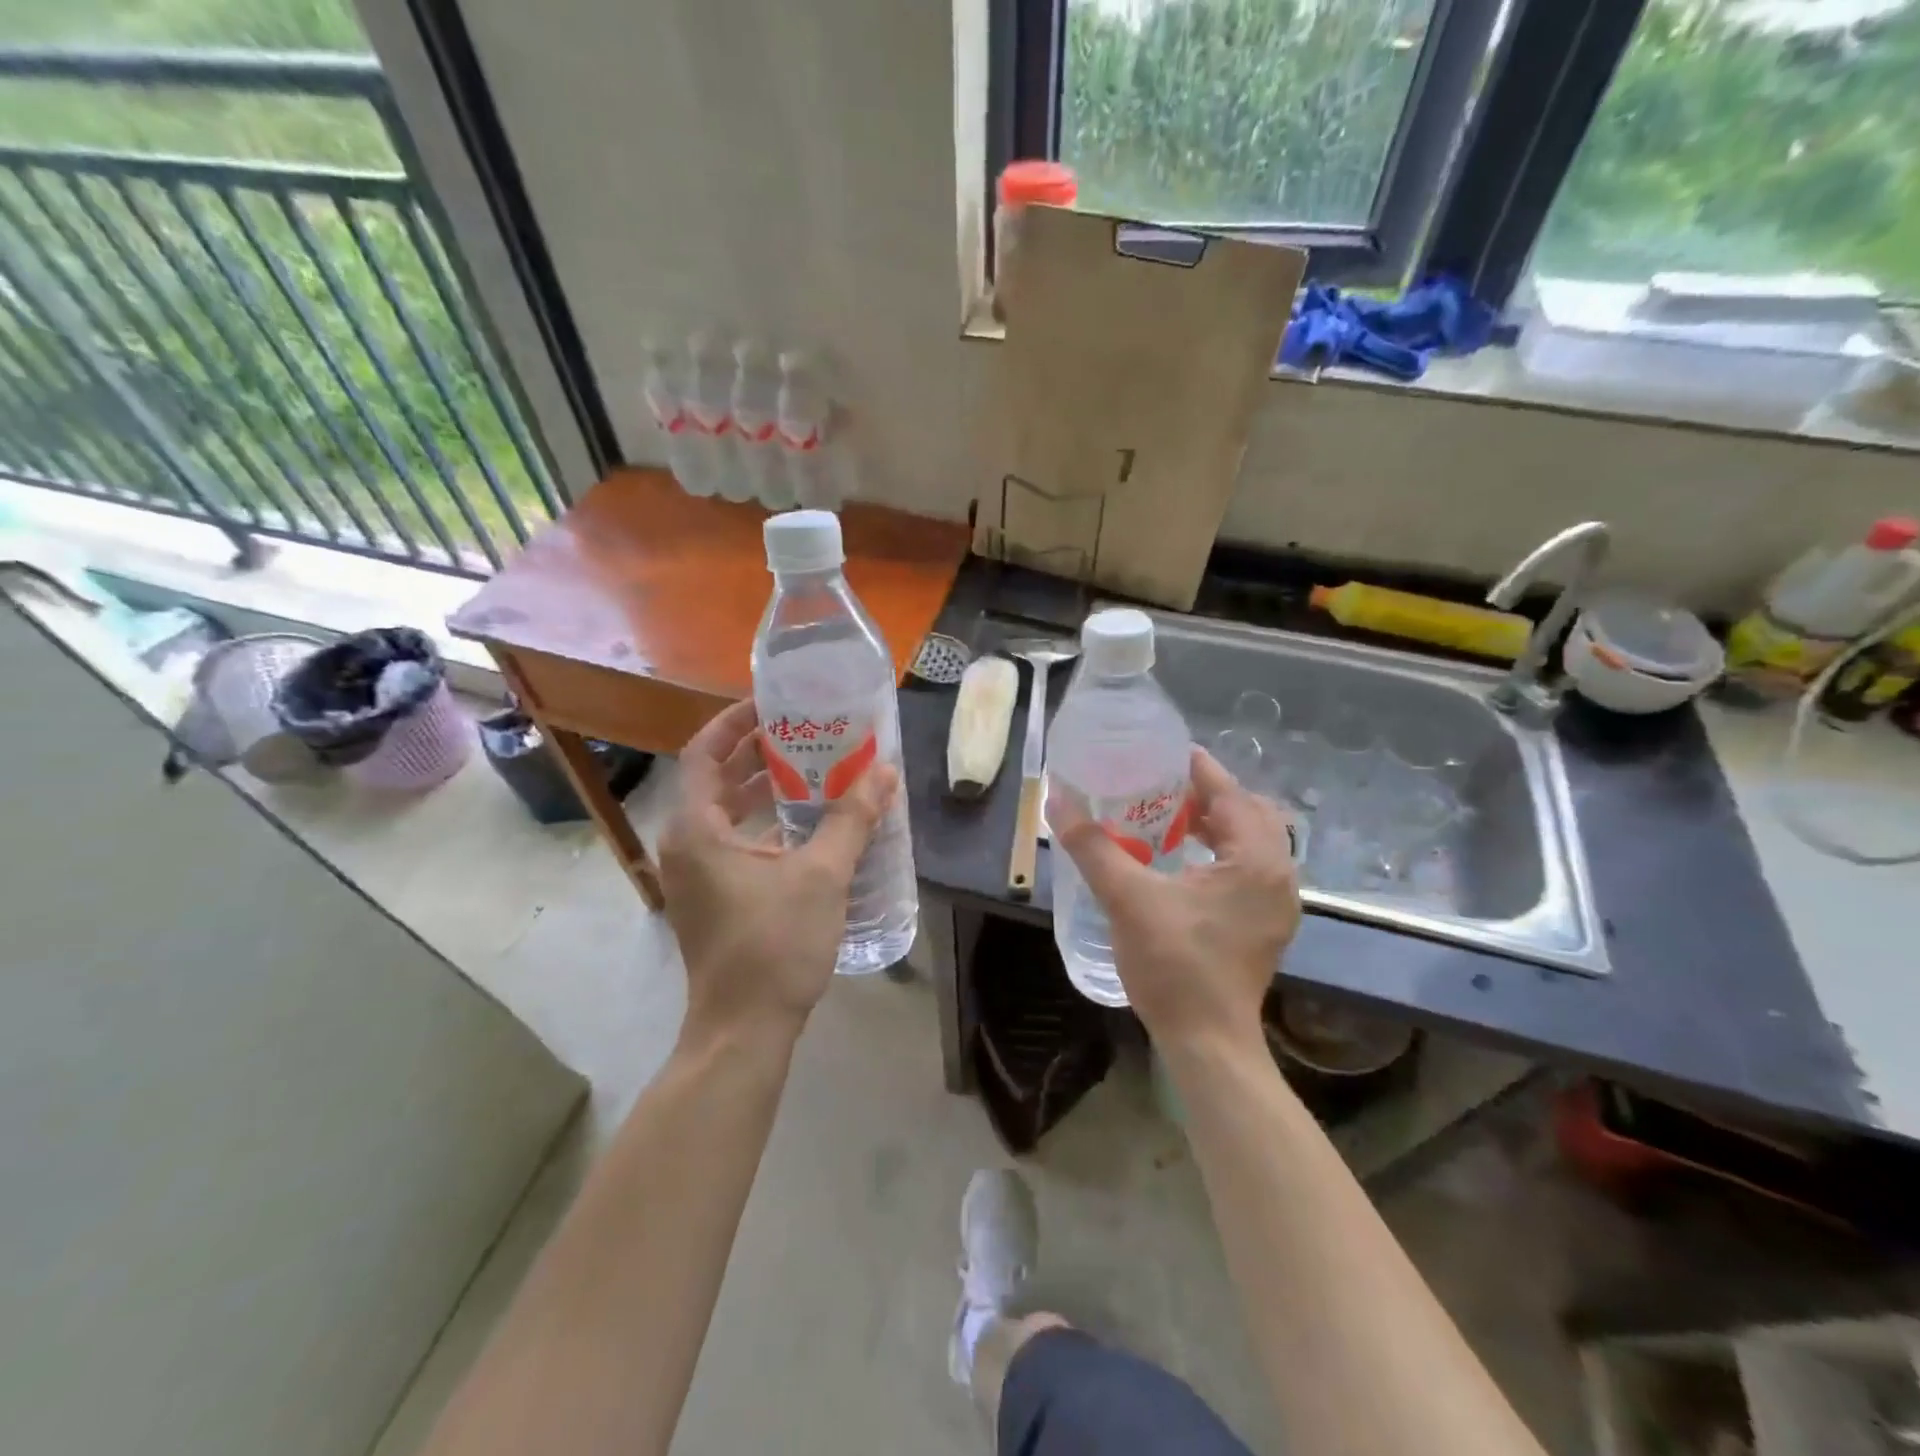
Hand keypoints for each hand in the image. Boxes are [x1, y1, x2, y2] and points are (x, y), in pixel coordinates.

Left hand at [658, 699, 897, 1044]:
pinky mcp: (711, 897)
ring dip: (762, 789)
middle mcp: (685, 845)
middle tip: (803, 731)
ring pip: (724, 813)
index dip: (735, 722)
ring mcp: (695, 875)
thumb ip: (852, 820)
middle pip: (714, 780)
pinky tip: (806, 824)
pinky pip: (733, 841)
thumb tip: (884, 772)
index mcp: (696, 830)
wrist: (744, 1030)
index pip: (704, 753)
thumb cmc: (774, 945)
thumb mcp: (821, 875)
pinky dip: (763, 823)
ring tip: (811, 768)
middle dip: (756, 753)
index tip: (773, 704)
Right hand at [1049, 747, 1298, 1049]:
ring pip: (1251, 842)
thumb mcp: (1127, 899)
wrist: (1207, 1043)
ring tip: (1169, 816)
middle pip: (1247, 813)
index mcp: (1256, 860)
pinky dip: (1221, 852)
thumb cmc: (1174, 966)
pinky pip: (1248, 868)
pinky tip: (1184, 860)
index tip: (1163, 752)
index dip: (1197, 768)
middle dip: (1207, 795)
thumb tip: (1057, 799)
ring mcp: (1277, 903)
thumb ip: (1092, 846)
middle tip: (1161, 786)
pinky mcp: (1266, 924)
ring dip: (1215, 823)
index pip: (1230, 794)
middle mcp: (1279, 875)